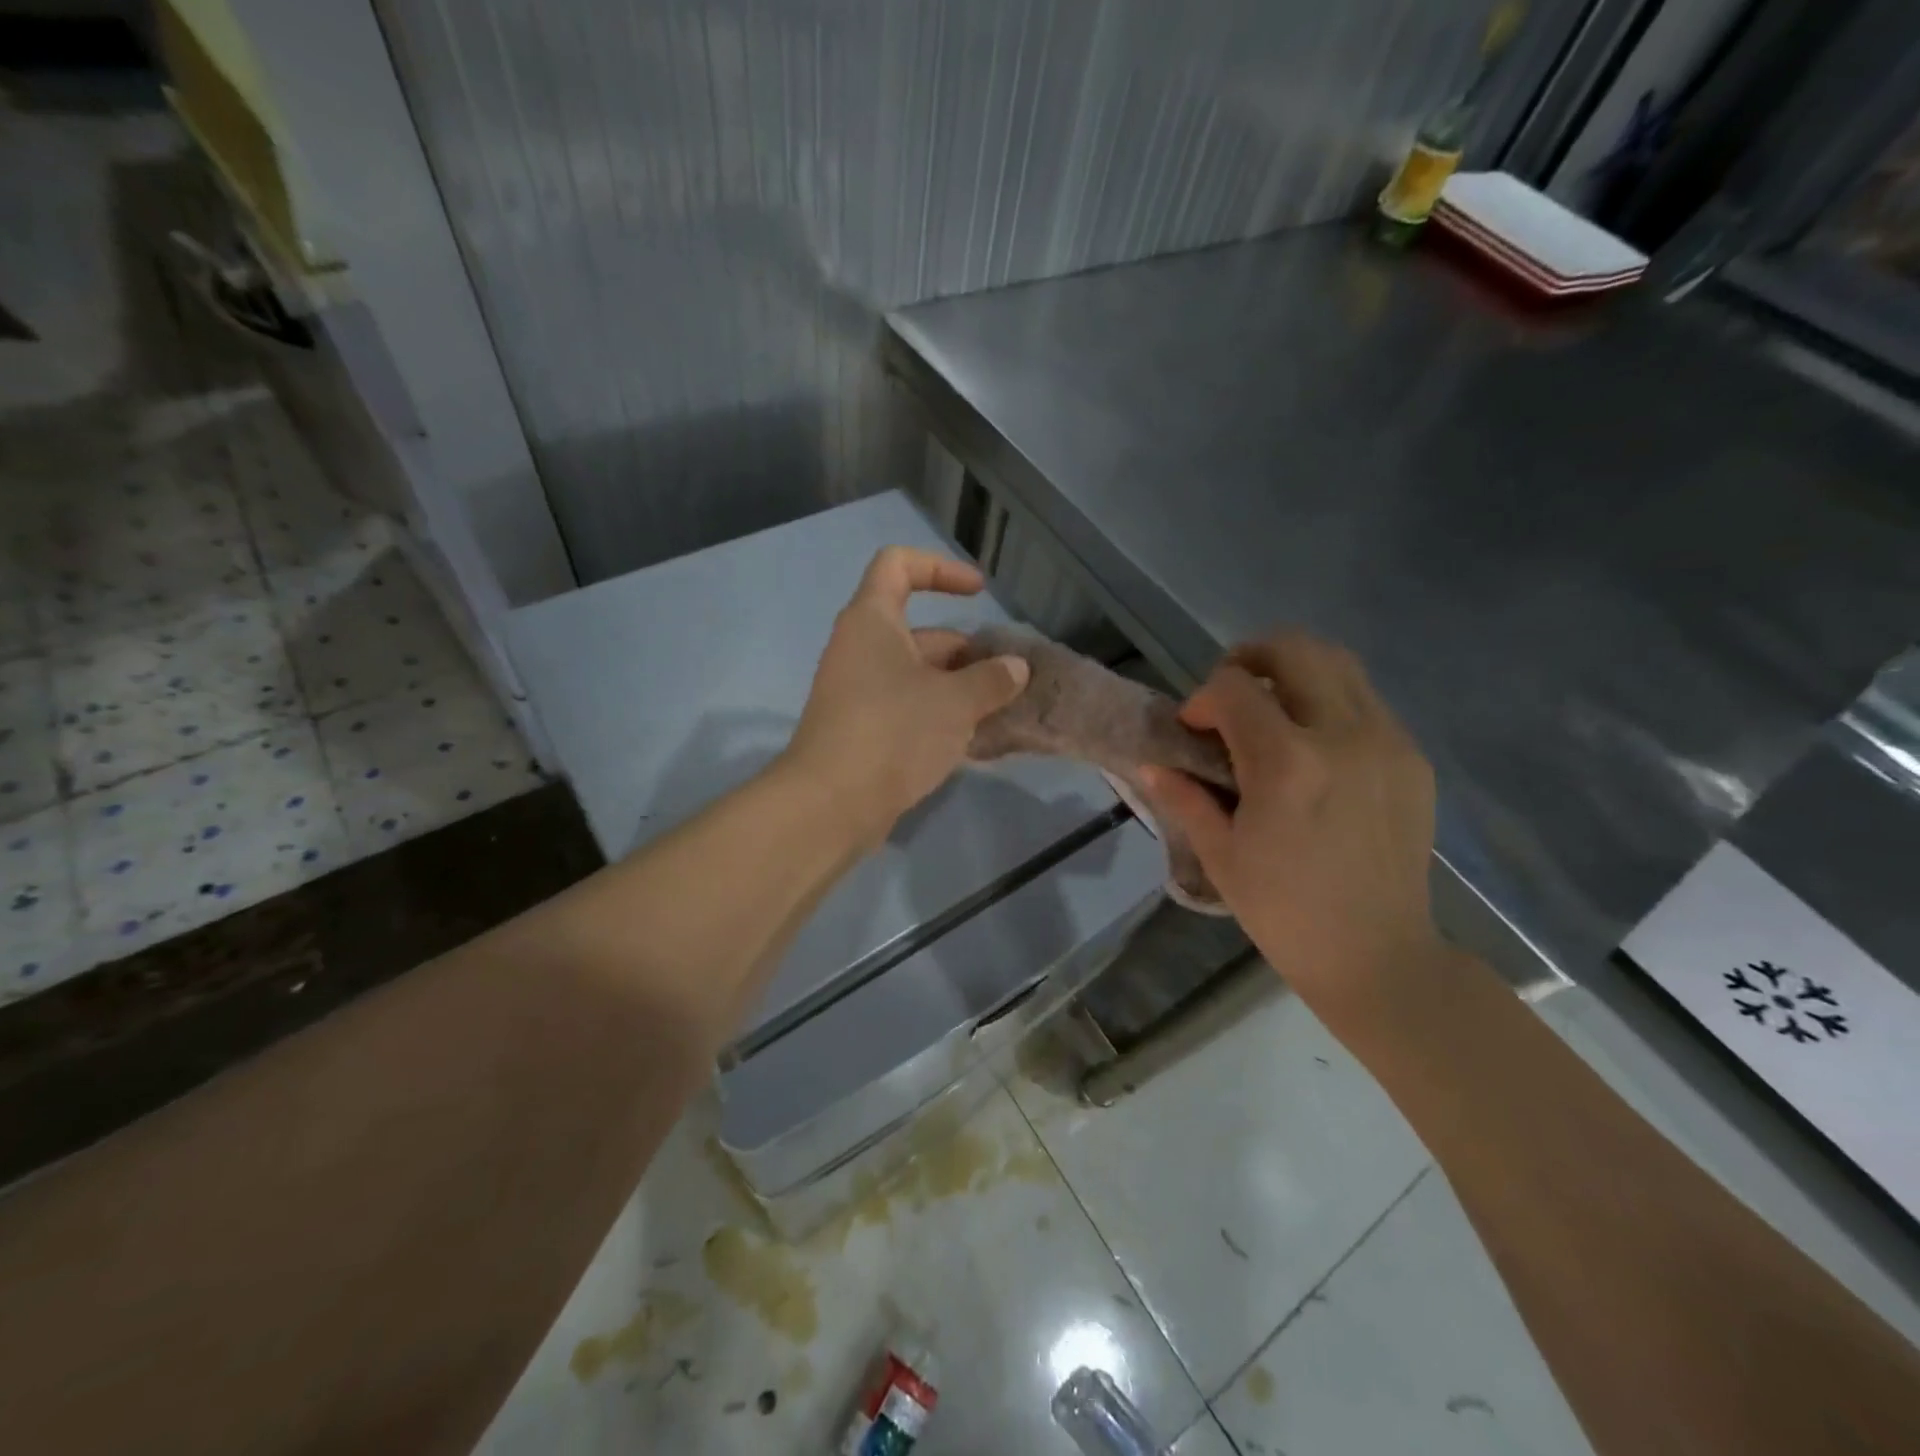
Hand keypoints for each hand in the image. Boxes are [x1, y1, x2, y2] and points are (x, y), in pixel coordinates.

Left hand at [785, 547, 1031, 849]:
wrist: (832, 804)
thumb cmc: (894, 732)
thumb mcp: (955, 702)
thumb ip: (991, 680)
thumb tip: (1015, 668)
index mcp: (873, 621)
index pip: (899, 565)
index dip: (941, 568)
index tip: (979, 593)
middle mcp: (860, 649)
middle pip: (919, 632)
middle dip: (966, 651)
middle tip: (1006, 679)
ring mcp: (858, 693)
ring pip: (917, 676)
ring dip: (958, 689)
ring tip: (1000, 711)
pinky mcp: (862, 730)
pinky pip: (907, 709)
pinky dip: (939, 715)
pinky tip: (974, 740)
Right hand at [1141, 632, 1444, 1029]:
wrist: (1379, 956)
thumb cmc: (1284, 912)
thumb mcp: (1220, 855)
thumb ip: (1184, 798)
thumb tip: (1152, 765)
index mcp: (1286, 763)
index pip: (1234, 687)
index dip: (1202, 697)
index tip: (1194, 729)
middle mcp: (1343, 736)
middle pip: (1295, 649)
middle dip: (1250, 657)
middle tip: (1230, 694)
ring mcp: (1388, 743)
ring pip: (1339, 664)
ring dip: (1294, 673)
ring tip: (1270, 710)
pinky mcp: (1413, 759)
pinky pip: (1367, 702)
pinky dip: (1329, 702)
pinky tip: (1313, 747)